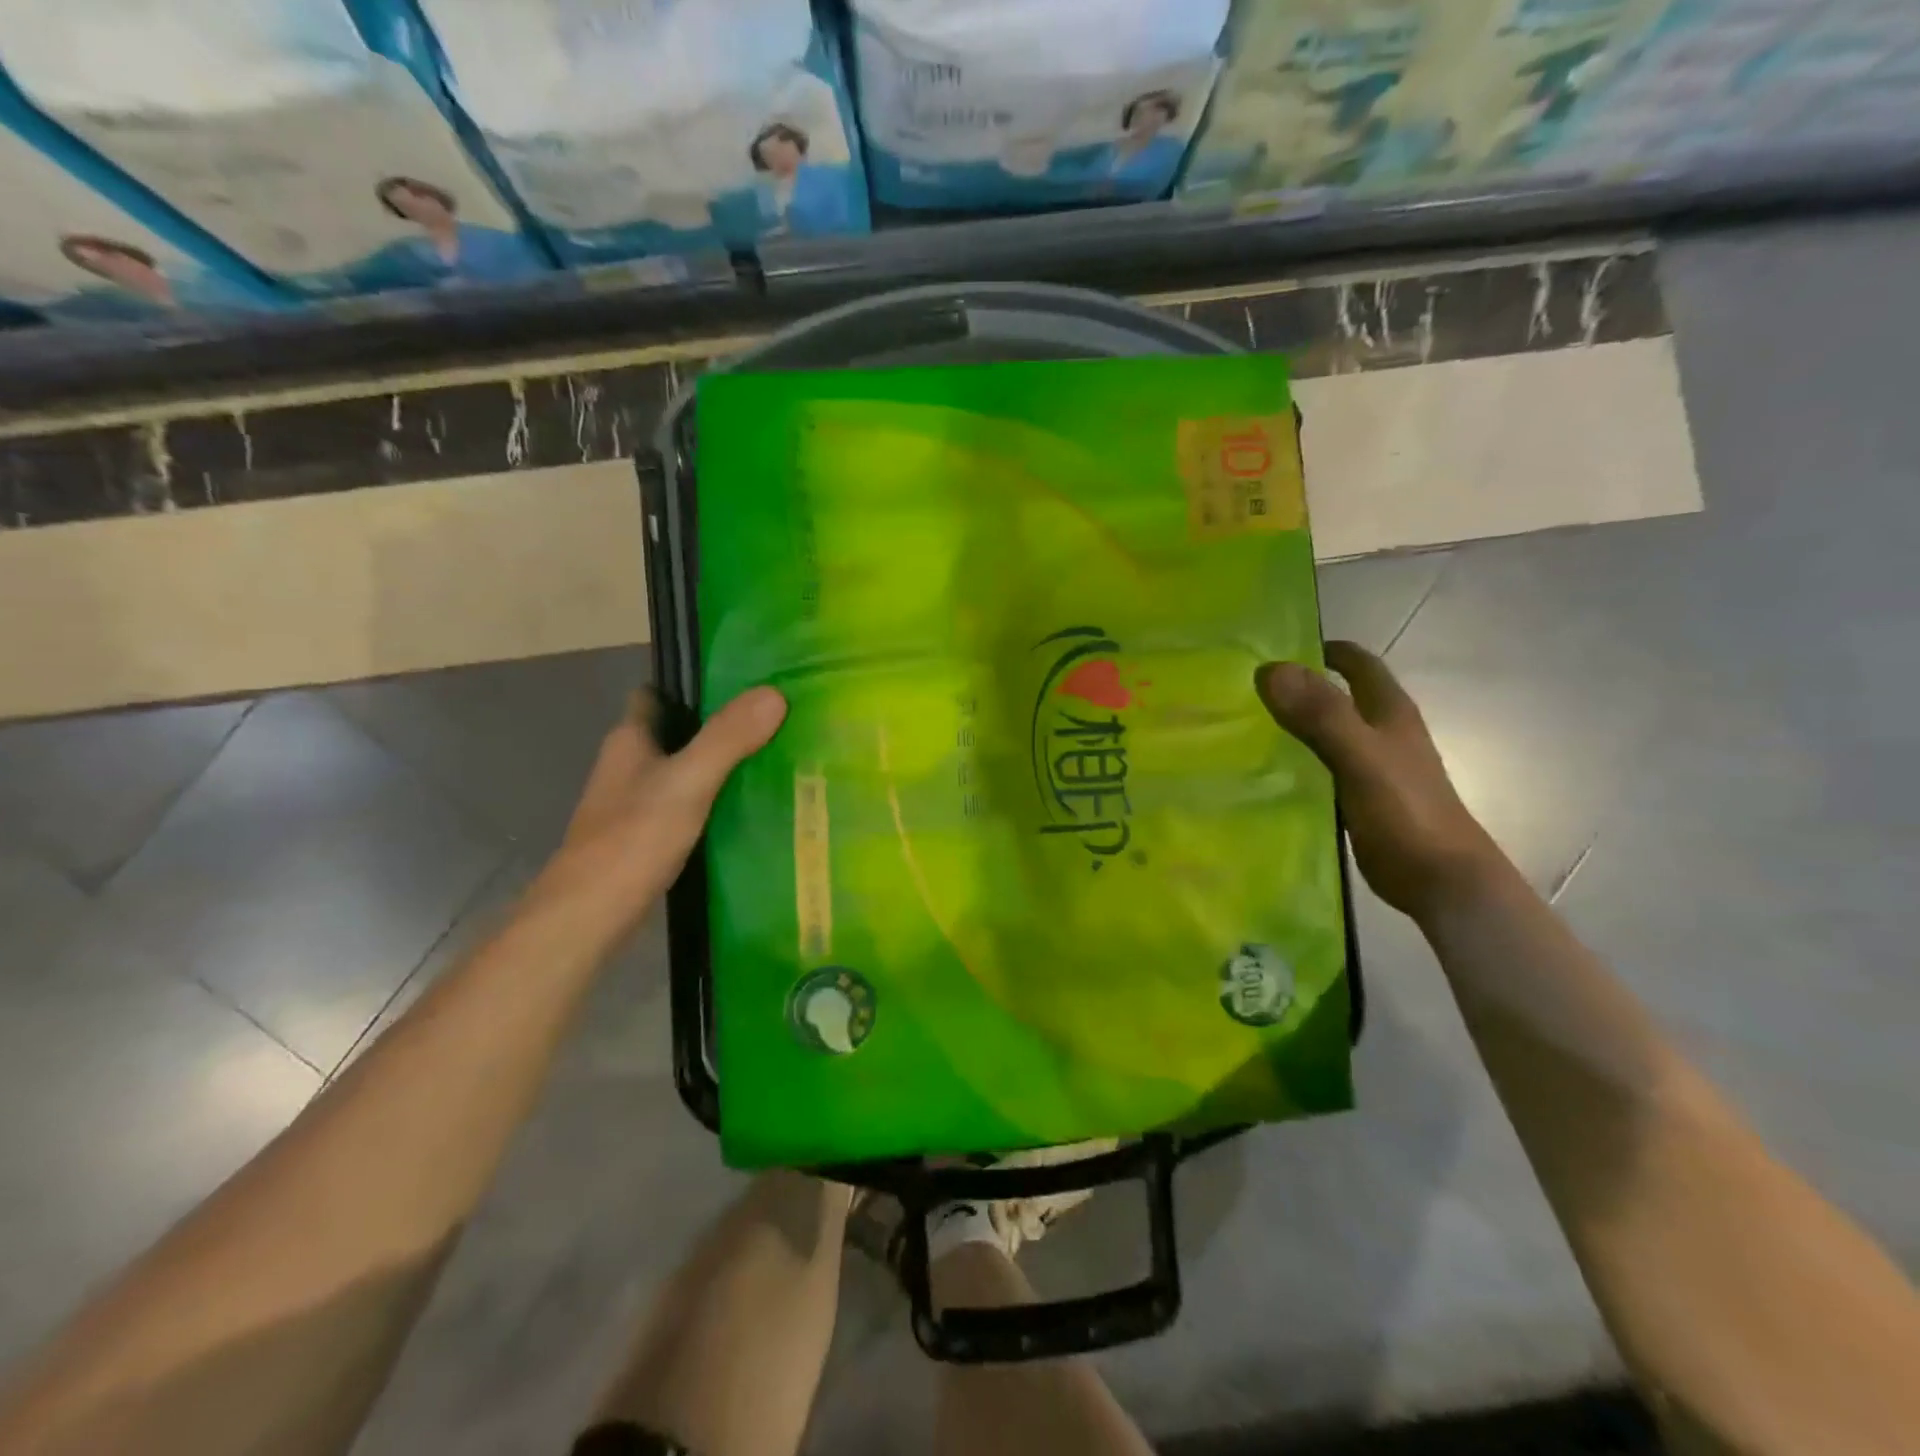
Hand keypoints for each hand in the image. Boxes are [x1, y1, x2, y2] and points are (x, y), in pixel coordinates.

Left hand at [539, 686, 786, 932]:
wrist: (589, 916)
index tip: (740, 682)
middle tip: (770, 721)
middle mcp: (628, 766)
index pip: (657, 694)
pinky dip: (711, 800)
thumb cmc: (632, 839)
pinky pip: (685, 804)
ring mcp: (633, 803)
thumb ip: (727, 738)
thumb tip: (774, 693)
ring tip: (770, 758)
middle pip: (674, 732)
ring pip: (680, 770)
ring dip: (716, 764)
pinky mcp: (644, 836)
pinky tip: (745, 808)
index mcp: (629, 740)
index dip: (692, 684)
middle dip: (716, 725)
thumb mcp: (688, 782)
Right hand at [1257, 641, 1502, 921]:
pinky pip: (1322, 766)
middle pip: (1338, 696)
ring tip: (1245, 727)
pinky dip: (1297, 760)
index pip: (1358, 663)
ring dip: (1295, 725)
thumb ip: (1321, 714)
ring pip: (1328, 732)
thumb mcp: (1361, 756)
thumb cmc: (1406, 811)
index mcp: (1390, 712)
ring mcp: (1372, 766)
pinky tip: (1267, 771)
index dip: (1323, 651)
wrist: (1440, 878)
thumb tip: (1270, 669)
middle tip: (1246, 691)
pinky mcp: (1360, 797)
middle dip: (1299, 687)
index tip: (1275, 651)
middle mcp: (1383, 732)